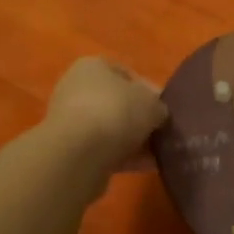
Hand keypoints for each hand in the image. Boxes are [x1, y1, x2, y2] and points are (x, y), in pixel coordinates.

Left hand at [42, 57, 166, 169]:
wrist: (78, 154)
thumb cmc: (116, 112)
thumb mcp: (152, 103)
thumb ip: (158, 106)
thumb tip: (157, 114)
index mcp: (92, 66)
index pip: (127, 75)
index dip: (149, 91)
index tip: (164, 109)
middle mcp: (76, 89)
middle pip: (118, 103)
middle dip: (140, 119)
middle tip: (161, 133)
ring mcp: (70, 120)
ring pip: (111, 129)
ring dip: (133, 141)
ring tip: (157, 154)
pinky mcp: (69, 150)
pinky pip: (103, 150)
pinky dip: (123, 157)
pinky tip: (144, 166)